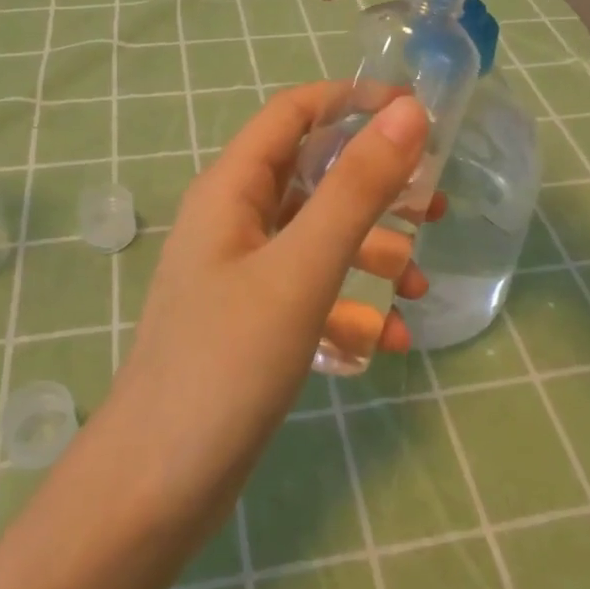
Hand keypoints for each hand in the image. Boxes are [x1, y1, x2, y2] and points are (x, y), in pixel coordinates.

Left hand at [99, 83, 433, 536]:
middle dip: (375, 185)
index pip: (294, 113)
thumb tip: (409, 113)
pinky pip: (310, 291)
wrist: (156, 487)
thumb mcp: (301, 269)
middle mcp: (233, 219)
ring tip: (419, 281)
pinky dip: (350, 304)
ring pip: (317, 236)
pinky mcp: (251, 319)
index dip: (353, 101)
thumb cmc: (226, 363)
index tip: (417, 115)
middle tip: (434, 205)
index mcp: (231, 188)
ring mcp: (240, 272)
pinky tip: (389, 341)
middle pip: (312, 175)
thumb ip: (356, 189)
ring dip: (370, 249)